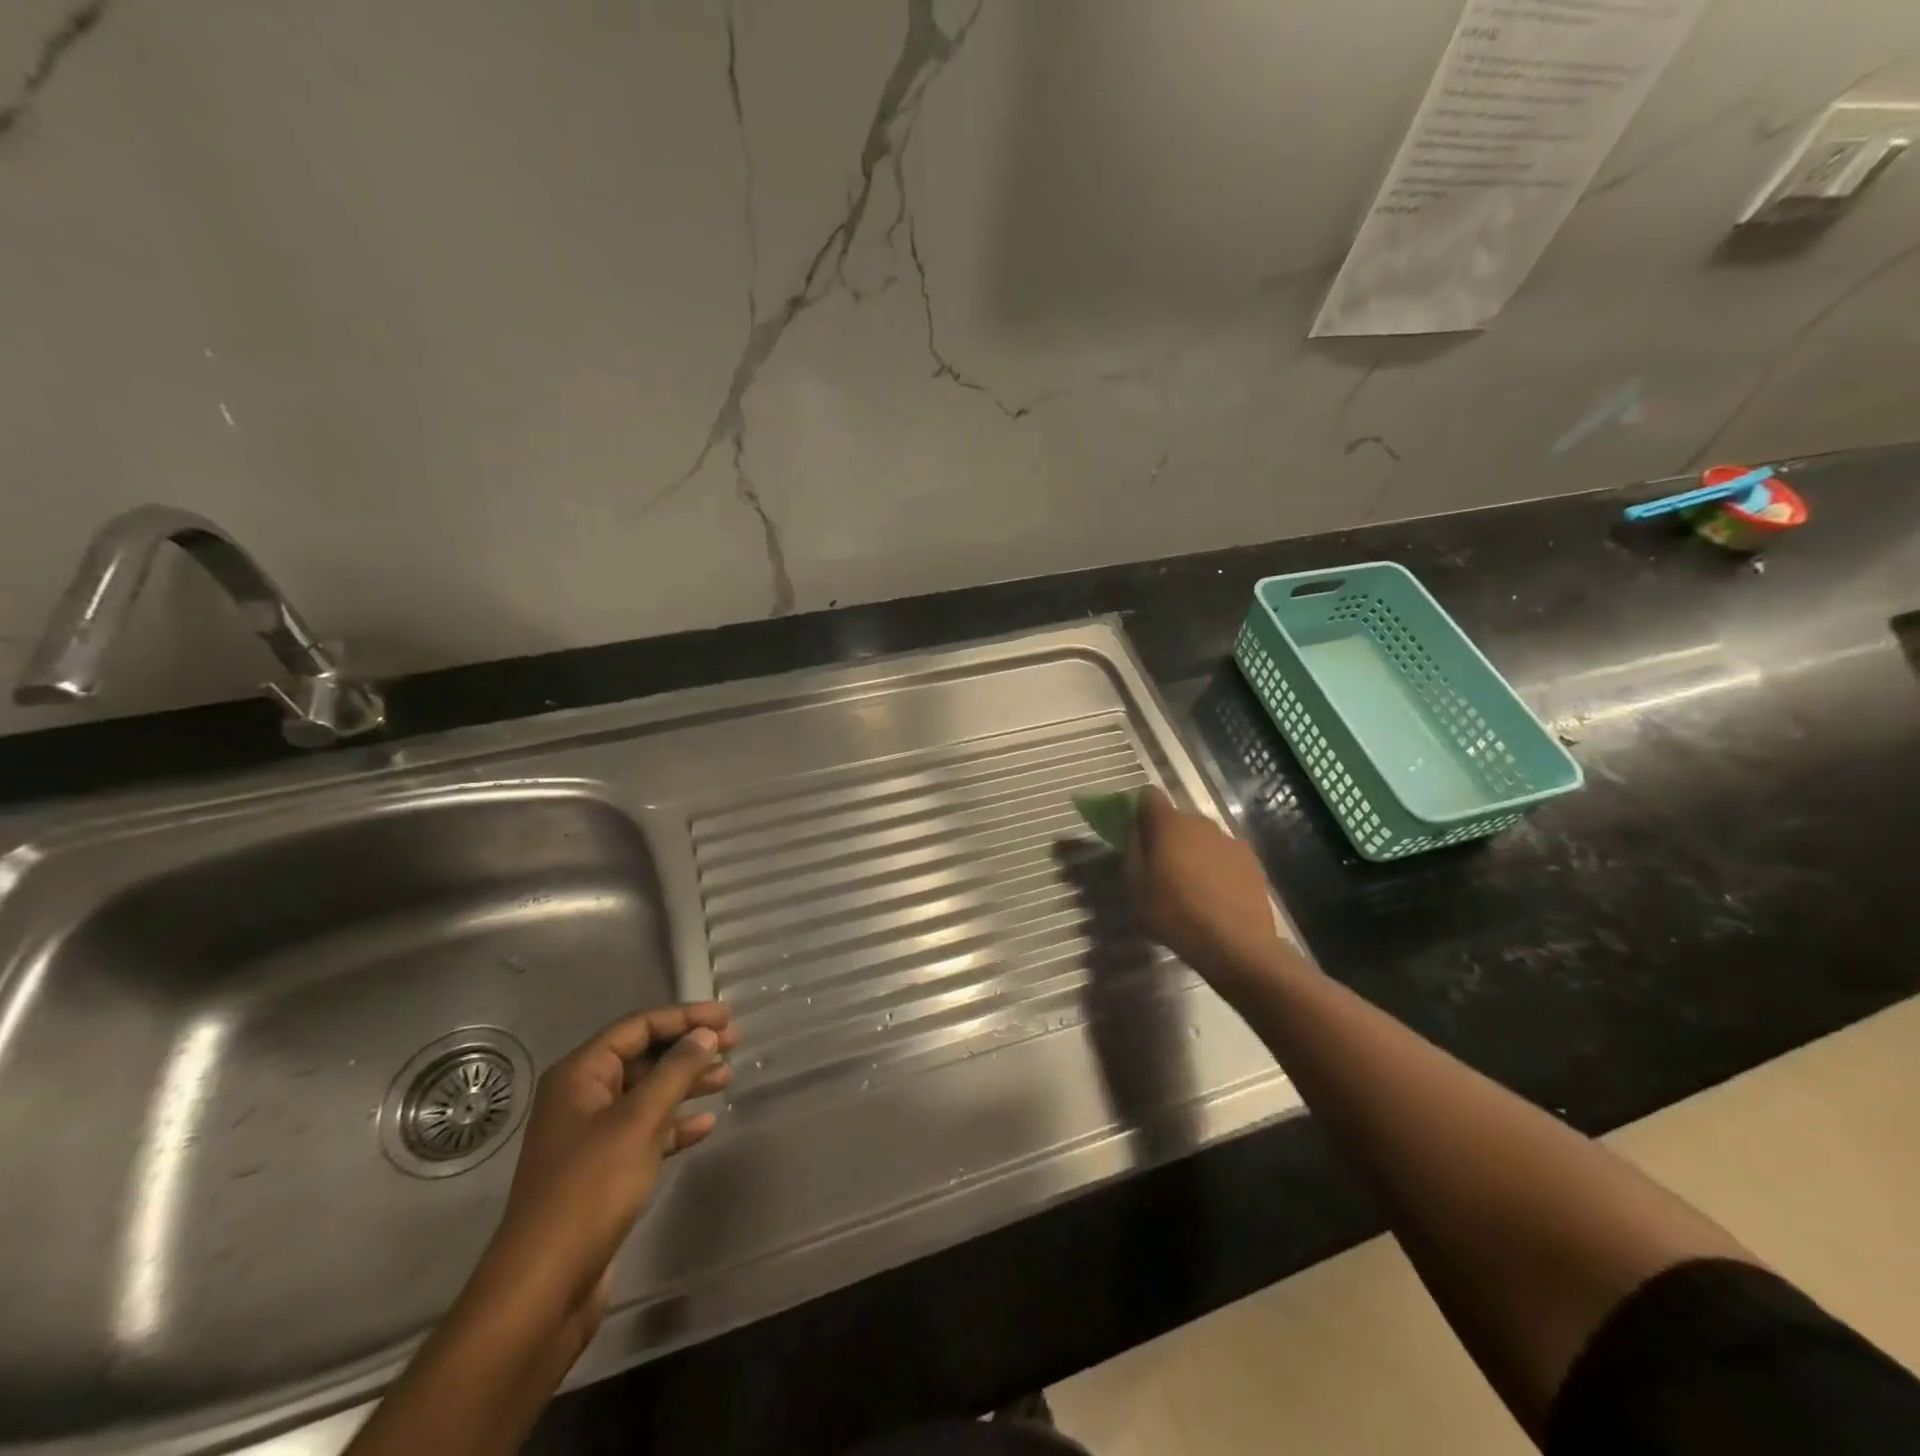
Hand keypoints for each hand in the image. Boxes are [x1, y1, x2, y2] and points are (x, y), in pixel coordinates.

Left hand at [462, 1003, 741, 1351]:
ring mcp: (591, 1136)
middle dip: (688, 1049)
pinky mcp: (602, 1171)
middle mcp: (582, 1097)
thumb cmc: (589, 1189)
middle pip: (643, 1057)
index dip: (684, 1017)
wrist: (543, 1287)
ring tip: (727, 1078)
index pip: (638, 1027)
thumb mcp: (638, 1121)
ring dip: (686, 1084)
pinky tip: (705, 1125)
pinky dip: (674, 1125)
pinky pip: (645, 1131)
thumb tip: (706, 1034)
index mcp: (579, 1075)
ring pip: (647, 1094)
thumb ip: (675, 1071)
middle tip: (734, 1044)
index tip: (727, 1017)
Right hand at [1124, 788, 1296, 991]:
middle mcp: (1200, 822)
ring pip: (1202, 837)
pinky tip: (1216, 894)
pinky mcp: (1251, 859)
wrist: (1236, 944)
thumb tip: (1136, 835)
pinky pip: (1224, 854)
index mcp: (1168, 824)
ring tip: (1192, 885)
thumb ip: (1133, 853)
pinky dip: (1217, 866)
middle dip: (1168, 836)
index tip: (1137, 832)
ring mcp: (1229, 839)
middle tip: (1162, 867)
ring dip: (1194, 851)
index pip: (1148, 796)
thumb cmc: (1176, 914)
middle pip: (1178, 819)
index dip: (1140, 810)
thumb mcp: (1137, 888)